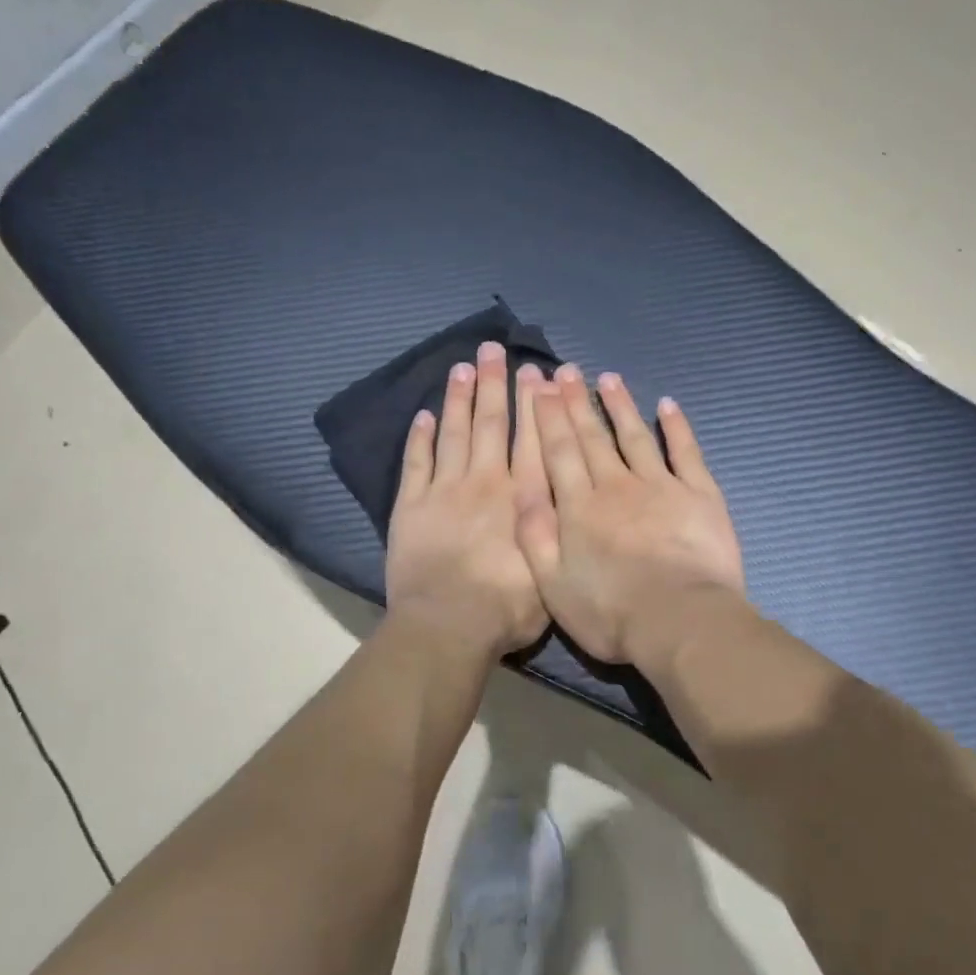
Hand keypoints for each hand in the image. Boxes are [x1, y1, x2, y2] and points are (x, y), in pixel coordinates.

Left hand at [385, 342, 550, 657]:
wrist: (448, 624)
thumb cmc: (507, 607)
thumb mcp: (552, 569)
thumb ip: (556, 525)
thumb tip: (564, 492)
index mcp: (522, 496)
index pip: (531, 438)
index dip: (533, 403)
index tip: (534, 371)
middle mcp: (485, 481)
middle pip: (490, 424)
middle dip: (494, 384)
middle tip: (494, 350)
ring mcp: (444, 490)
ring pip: (452, 433)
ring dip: (458, 398)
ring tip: (462, 367)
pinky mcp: (411, 506)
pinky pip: (415, 462)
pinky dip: (418, 437)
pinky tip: (422, 415)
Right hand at [514, 364, 743, 665]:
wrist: (680, 621)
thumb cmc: (611, 612)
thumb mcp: (552, 584)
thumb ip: (534, 535)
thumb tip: (520, 489)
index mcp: (579, 507)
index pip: (559, 452)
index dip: (549, 418)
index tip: (541, 387)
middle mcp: (616, 486)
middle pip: (593, 437)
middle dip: (577, 402)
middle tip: (567, 370)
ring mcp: (661, 486)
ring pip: (635, 436)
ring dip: (620, 405)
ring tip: (608, 378)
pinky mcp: (699, 495)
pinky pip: (686, 452)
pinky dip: (677, 427)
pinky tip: (667, 405)